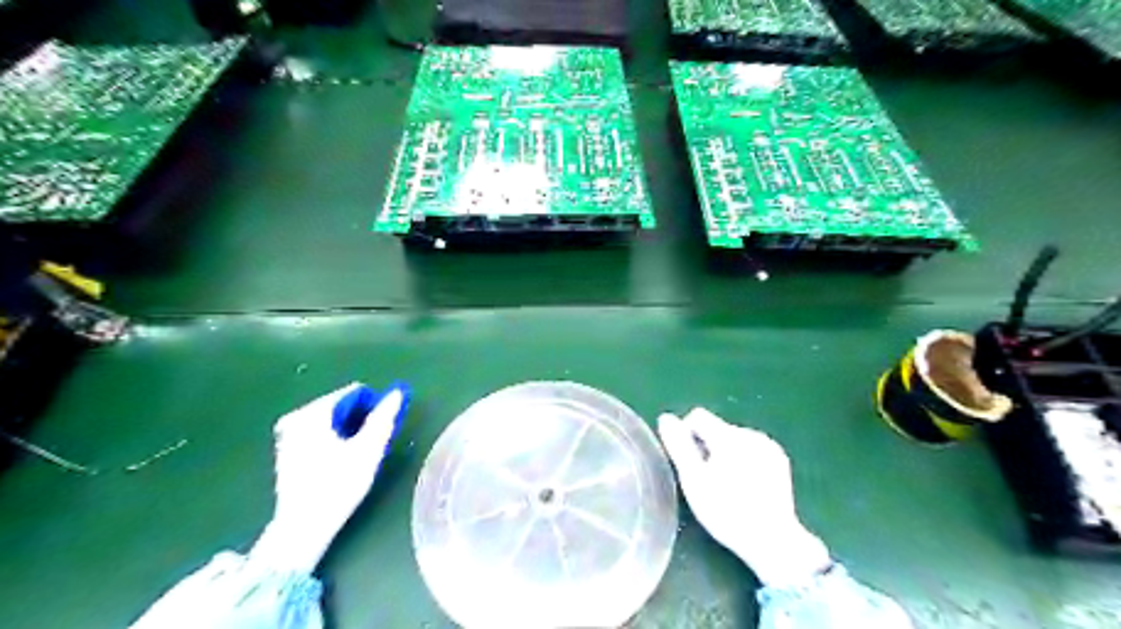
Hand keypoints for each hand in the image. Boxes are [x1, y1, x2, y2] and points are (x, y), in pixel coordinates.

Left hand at [245, 381, 411, 572]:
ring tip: (359, 453)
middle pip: (340, 406)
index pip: (353, 393)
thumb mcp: (368, 449)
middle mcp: (296, 418)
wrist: (303, 526)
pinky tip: (341, 461)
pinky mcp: (286, 452)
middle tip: (372, 442)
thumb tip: (396, 393)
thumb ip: (383, 417)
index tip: (383, 427)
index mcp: (312, 413)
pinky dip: (334, 439)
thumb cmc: (338, 485)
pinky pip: (318, 433)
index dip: (374, 406)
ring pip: (330, 421)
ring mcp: (287, 435)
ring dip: (348, 430)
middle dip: (360, 419)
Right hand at [658, 407, 829, 584]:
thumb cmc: (726, 511)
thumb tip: (666, 418)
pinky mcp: (779, 460)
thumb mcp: (693, 480)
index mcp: (728, 435)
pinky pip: (751, 449)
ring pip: (733, 439)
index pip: (697, 416)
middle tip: (707, 481)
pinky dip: (743, 460)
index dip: (686, 436)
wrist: (772, 540)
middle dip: (707, 448)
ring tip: (727, 486)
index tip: (689, 464)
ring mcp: (768, 446)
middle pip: (716, 428)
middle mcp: (750, 433)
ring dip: (724, 454)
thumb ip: (678, 445)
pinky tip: (745, 486)